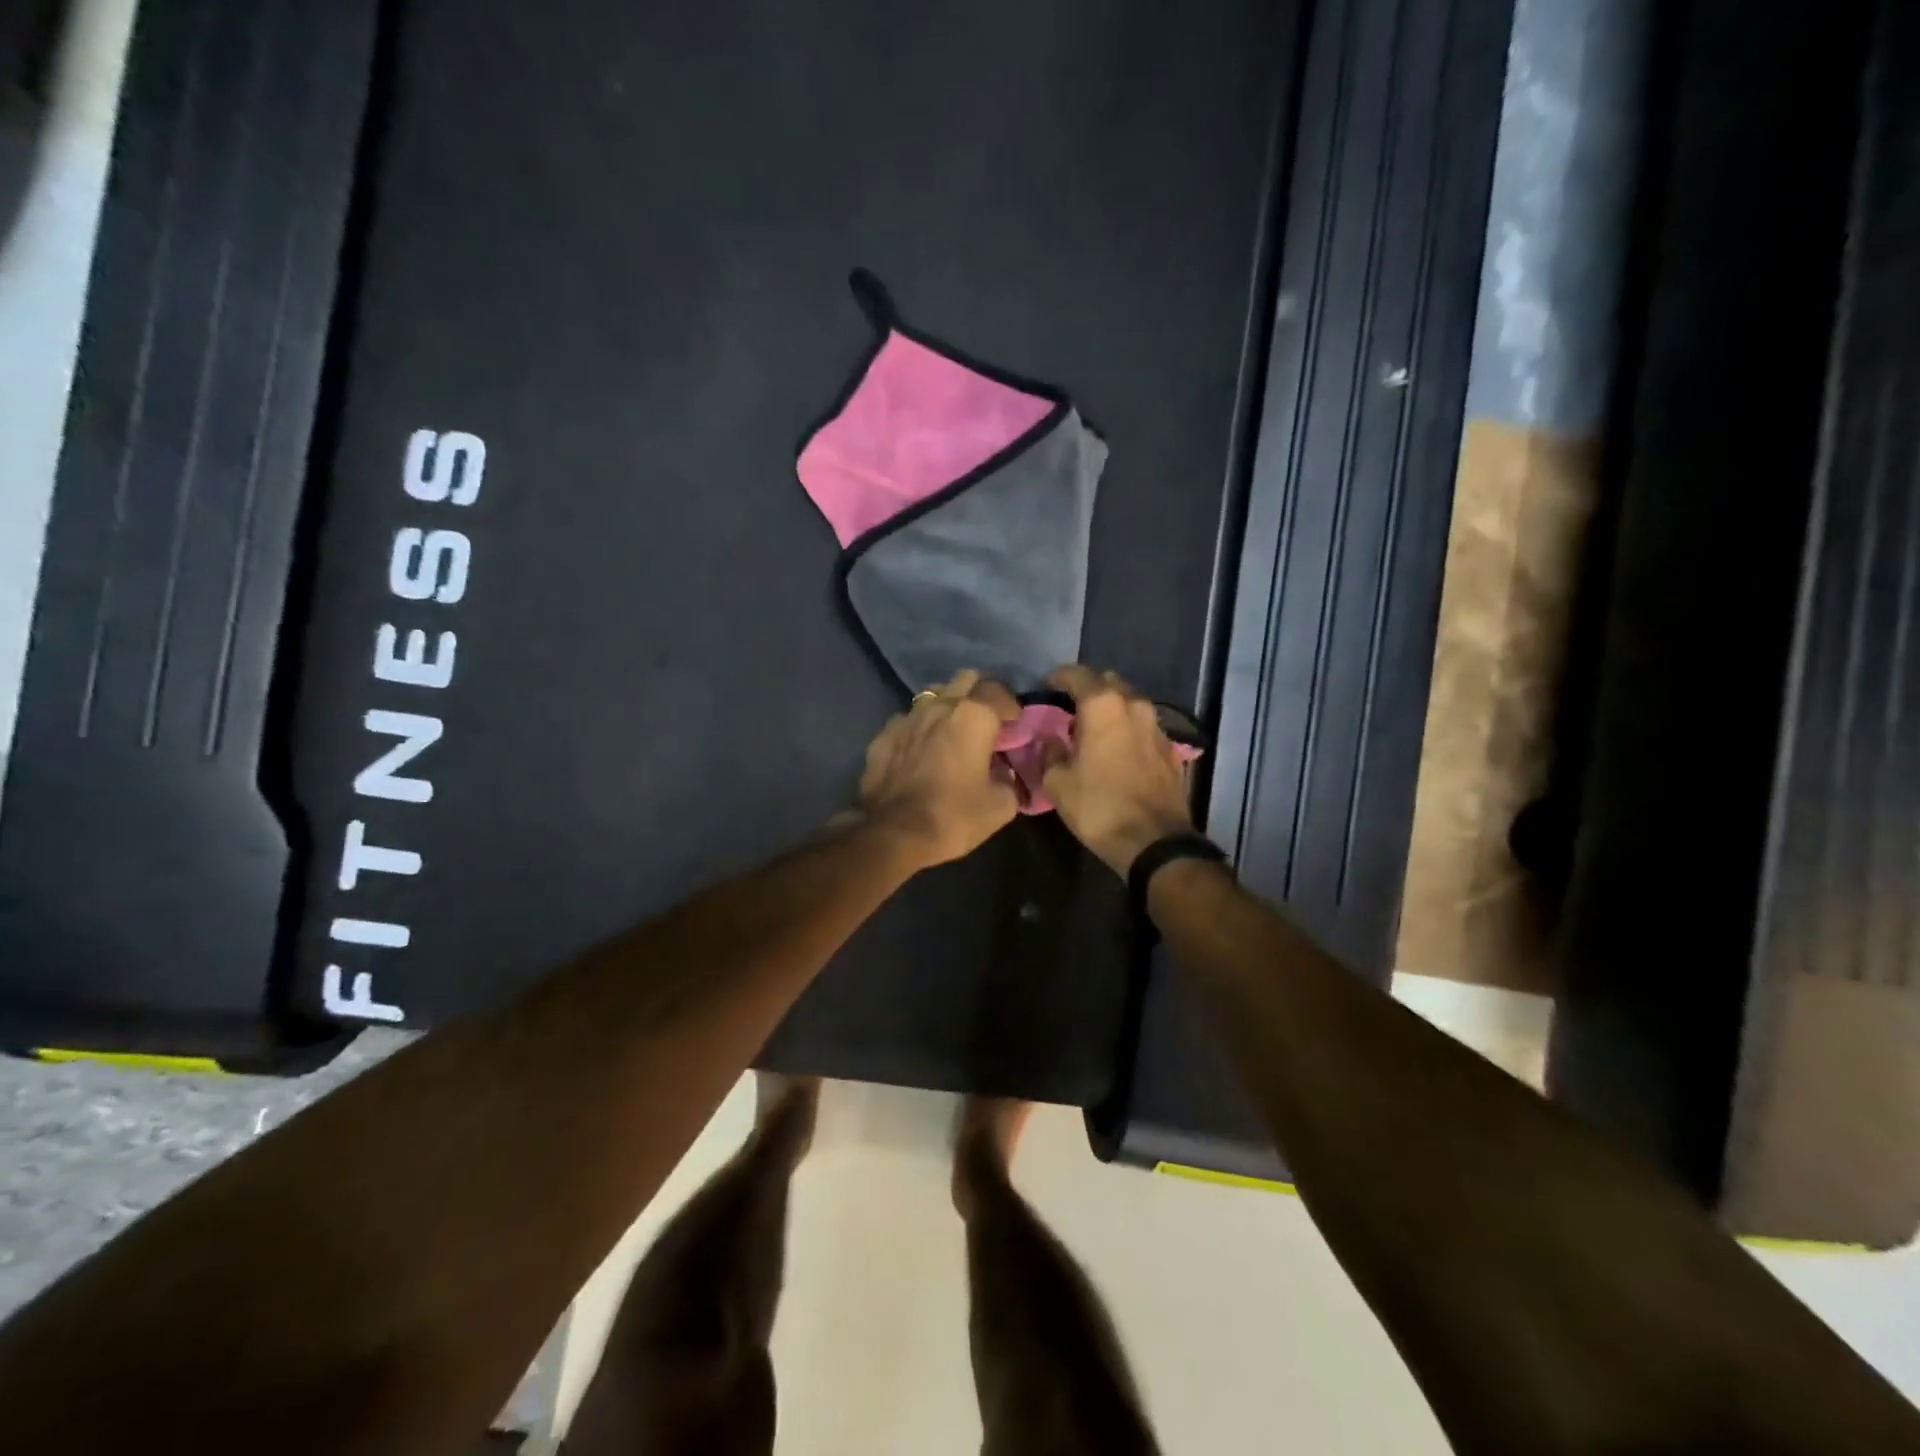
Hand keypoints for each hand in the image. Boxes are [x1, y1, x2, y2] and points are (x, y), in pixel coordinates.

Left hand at [856, 670, 1020, 870]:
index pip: (999, 691)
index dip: (1011, 706)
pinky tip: (921, 749)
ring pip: (934, 695)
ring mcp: (907, 717)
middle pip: (965, 680)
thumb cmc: (953, 816)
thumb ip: (1010, 780)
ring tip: (952, 731)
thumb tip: (1005, 774)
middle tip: (987, 721)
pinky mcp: (883, 734)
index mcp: (974, 716)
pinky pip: (908, 720)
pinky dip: (920, 728)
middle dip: (980, 694)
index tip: (1015, 725)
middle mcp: (940, 706)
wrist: (893, 834)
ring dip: (948, 706)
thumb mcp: (1001, 806)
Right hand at [1040, 665, 1195, 876]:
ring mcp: (1156, 726)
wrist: (1154, 841)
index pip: (1077, 674)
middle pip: (1108, 682)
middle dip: (1088, 689)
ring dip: (1110, 710)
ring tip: (1092, 730)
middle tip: (1069, 708)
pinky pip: (1142, 727)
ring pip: (1129, 703)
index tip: (1046, 686)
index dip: (1058, 677)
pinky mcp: (1170, 748)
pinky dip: (1127, 729)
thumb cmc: (1099, 807)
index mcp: (1102, 706)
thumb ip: (1050, 752)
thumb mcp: (1058, 783)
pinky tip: (1116, 750)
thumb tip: (1051, 740)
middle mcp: (1133, 705)